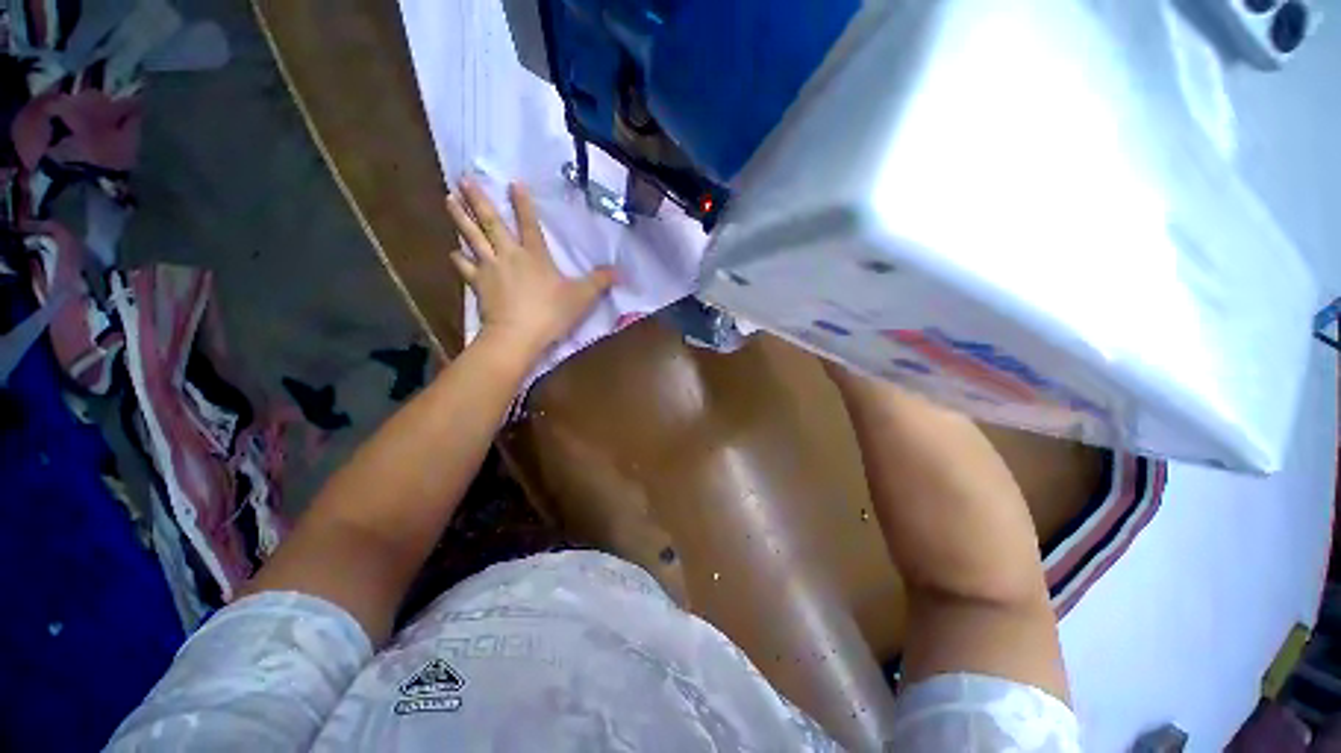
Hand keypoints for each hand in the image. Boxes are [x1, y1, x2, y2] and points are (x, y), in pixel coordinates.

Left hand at [446, 178, 614, 361]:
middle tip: (463, 179)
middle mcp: (509, 255)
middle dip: (478, 199)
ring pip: (472, 238)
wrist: (517, 336)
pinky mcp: (478, 285)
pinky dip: (458, 259)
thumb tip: (621, 271)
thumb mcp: (582, 297)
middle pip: (491, 223)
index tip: (512, 182)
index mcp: (535, 255)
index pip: (529, 223)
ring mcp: (490, 268)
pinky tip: (453, 252)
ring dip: (460, 218)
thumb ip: (600, 282)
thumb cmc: (550, 314)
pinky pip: (465, 267)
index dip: (522, 203)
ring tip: (449, 200)